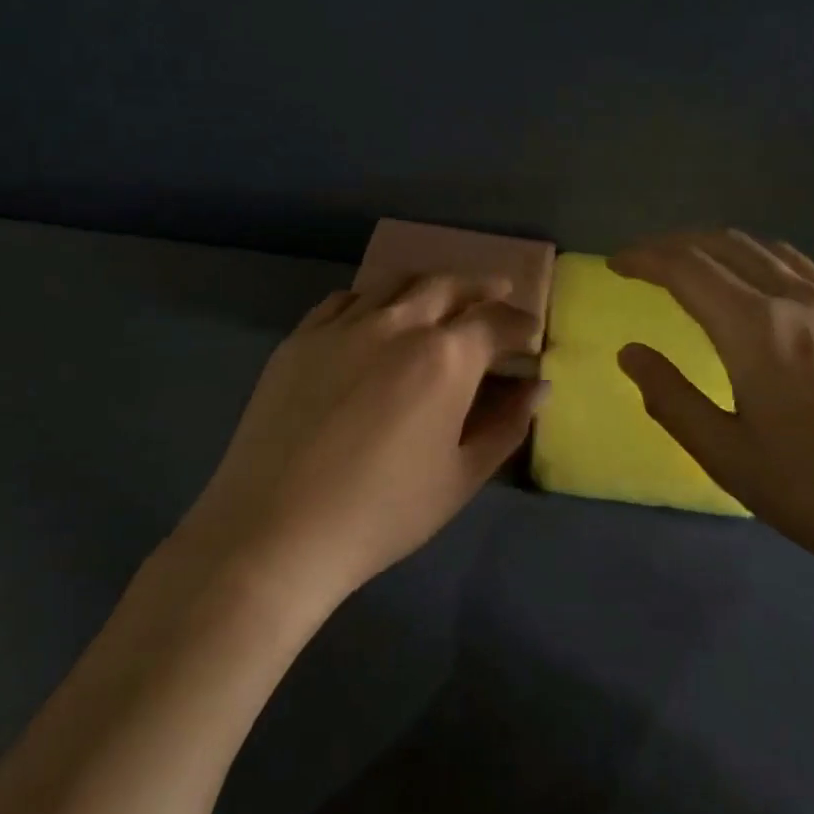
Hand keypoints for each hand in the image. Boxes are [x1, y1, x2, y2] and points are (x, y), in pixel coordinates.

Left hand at [175, 274, 543, 611]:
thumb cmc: (382, 513)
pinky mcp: (300, 338)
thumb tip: (537, 387)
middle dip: (481, 287)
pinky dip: (373, 297)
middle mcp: (397, 324)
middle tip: (499, 291)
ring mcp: (343, 326)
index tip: (531, 333)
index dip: (520, 323)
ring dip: (429, 284)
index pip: (495, 321)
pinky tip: (375, 313)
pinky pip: (345, 299)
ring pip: (395, 283)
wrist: (276, 530)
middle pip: (448, 286)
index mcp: (445, 357)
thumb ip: (505, 425)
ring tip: (441, 296)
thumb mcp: (460, 477)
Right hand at [612, 232, 813, 624]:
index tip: (616, 263)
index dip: (644, 258)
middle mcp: (801, 299)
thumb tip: (630, 353)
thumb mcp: (729, 457)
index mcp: (757, 328)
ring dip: (724, 248)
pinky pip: (808, 271)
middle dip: (679, 244)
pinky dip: (767, 265)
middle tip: (647, 261)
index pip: (686, 268)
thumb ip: (671, 398)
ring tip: (699, 267)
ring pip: (772, 252)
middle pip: (728, 245)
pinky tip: (767, 296)